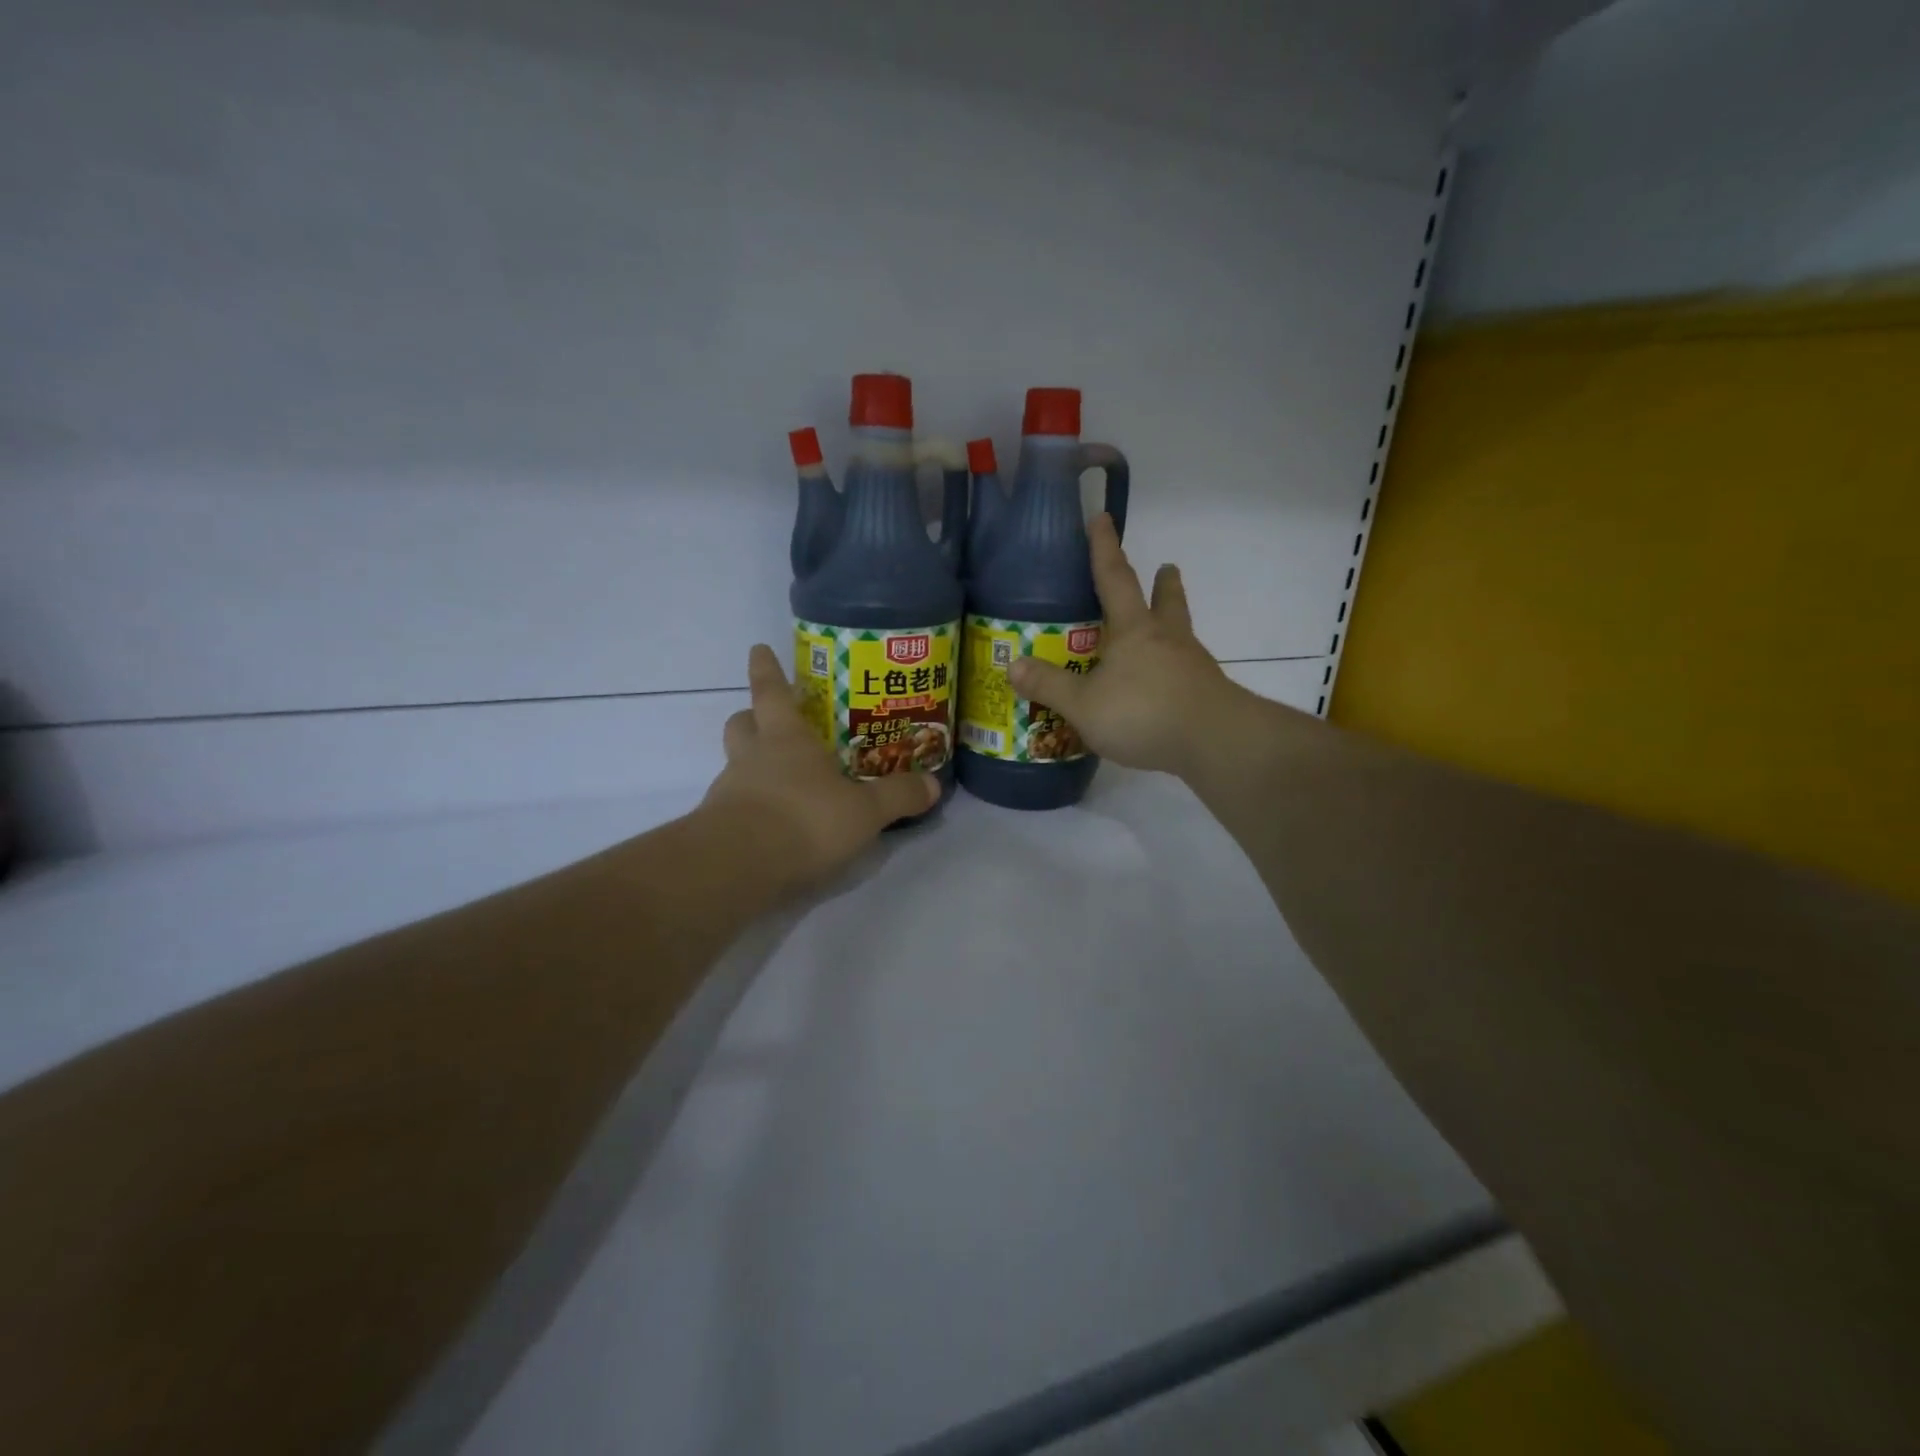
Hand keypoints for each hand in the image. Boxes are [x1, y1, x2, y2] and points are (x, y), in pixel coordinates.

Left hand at [702, 644, 939, 889]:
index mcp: (786, 739)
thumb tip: (934, 785)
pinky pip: (733, 804)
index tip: (759, 649)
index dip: (767, 669)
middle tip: (769, 721)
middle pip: (742, 723)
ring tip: (781, 782)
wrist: (738, 867)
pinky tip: (773, 825)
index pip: (771, 691)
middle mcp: (752, 756)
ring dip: (752, 764)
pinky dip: (750, 806)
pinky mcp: (717, 827)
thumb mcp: (864, 811)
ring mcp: (730, 790)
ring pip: (735, 763)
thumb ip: (898, 796)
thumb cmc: (805, 819)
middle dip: (752, 716)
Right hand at [1009, 514, 1238, 776]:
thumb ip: (1049, 686)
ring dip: (1173, 621)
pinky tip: (1167, 683)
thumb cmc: (1143, 713)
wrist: (1214, 742)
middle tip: (1166, 567)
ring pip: (1180, 633)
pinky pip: (1186, 670)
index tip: (1102, 518)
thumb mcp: (1084, 705)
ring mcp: (1191, 665)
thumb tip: (1013, 666)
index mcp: (1133, 630)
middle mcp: (1166, 639)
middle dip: (1163, 583)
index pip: (1114, 578)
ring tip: (1165, 625)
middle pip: (1166, 601)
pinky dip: (1175, 667)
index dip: (1104, 548)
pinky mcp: (1205, 693)